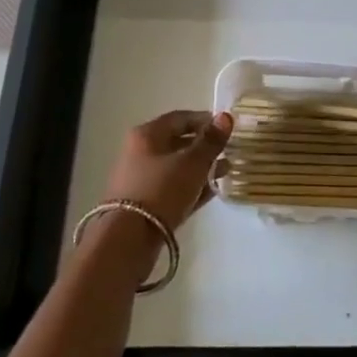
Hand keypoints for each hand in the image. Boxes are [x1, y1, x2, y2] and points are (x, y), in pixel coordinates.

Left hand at [105, 110, 233, 231]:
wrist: (128, 239)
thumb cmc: (162, 190)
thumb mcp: (192, 163)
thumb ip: (211, 140)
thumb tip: (226, 116)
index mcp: (147, 135)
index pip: (180, 118)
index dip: (205, 120)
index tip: (227, 129)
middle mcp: (140, 152)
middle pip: (177, 142)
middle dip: (205, 146)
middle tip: (228, 151)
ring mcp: (140, 179)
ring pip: (176, 167)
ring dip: (201, 168)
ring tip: (226, 171)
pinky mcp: (144, 204)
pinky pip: (172, 187)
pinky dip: (191, 186)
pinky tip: (211, 191)